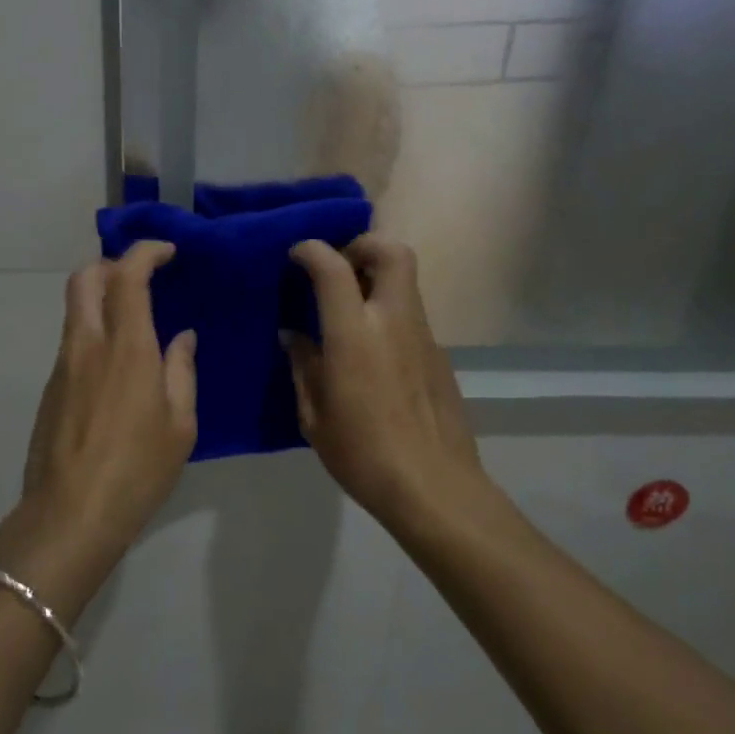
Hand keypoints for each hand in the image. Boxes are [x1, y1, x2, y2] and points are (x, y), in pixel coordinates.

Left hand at [13, 241, 196, 554]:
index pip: (128, 276)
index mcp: (127, 348)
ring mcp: (63, 364)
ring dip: (100, 296)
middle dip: (111, 263)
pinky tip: (115, 364)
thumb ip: (181, 372)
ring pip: (74, 307)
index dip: (145, 253)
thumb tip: (181, 338)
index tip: (167, 252)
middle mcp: (88, 344)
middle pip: (84, 277)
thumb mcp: (180, 425)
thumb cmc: (138, 471)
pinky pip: (72, 339)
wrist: (70, 515)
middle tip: (141, 277)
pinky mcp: (50, 387)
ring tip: (133, 319)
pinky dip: (92, 329)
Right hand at [286, 236, 484, 523]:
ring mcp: (423, 336)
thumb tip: (294, 336)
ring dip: (377, 279)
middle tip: (339, 267)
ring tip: (350, 311)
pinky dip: (390, 314)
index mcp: (355, 334)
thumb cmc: (362, 454)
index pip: (333, 267)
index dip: (312, 250)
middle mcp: (393, 321)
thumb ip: (303, 366)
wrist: (433, 488)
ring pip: (406, 282)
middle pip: (392, 251)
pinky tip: (374, 354)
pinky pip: (412, 316)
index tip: (297, 255)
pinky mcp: (440, 356)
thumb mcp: (314, 415)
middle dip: (363, 245)